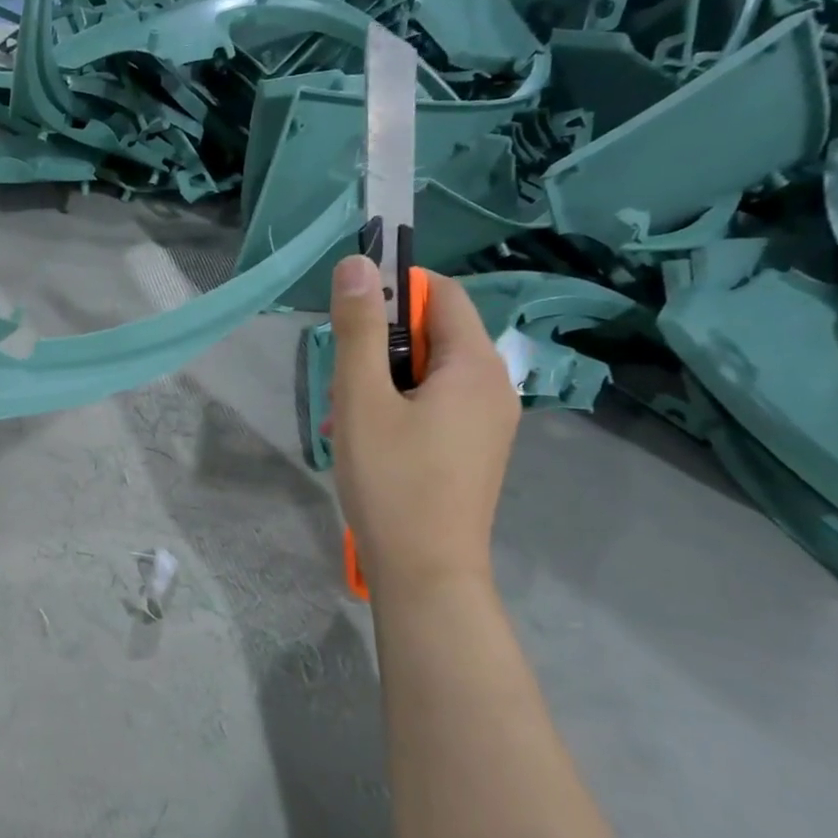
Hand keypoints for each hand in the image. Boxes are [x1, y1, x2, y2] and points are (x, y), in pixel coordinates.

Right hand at [328, 256, 519, 597]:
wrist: (427, 573)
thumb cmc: (392, 481)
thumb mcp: (362, 398)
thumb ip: (359, 329)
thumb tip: (358, 264)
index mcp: (476, 365)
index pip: (441, 293)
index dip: (395, 290)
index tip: (350, 318)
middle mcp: (494, 387)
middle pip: (434, 335)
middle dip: (381, 348)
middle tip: (342, 385)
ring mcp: (489, 423)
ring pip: (430, 375)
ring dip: (384, 382)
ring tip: (348, 420)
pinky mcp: (475, 451)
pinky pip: (437, 407)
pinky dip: (400, 409)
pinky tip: (369, 443)